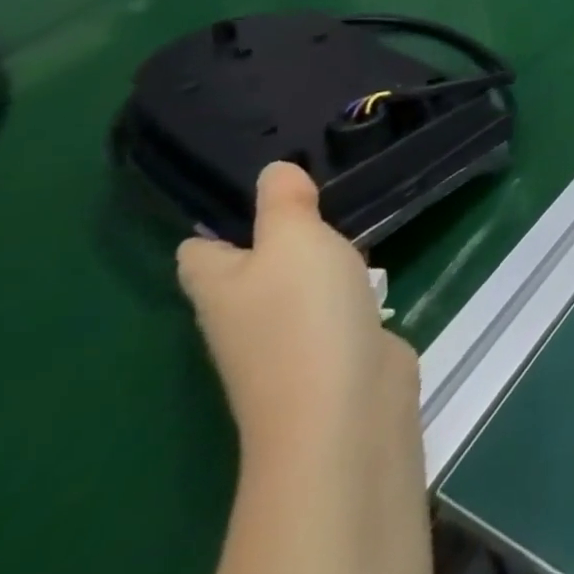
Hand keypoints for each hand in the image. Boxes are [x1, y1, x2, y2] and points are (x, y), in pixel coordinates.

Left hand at [177, 162, 419, 459]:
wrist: (342, 404)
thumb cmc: (304, 312)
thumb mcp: (293, 239)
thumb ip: (283, 202)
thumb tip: (272, 170)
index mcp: (219, 287)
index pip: (199, 249)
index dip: (218, 219)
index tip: (255, 183)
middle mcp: (243, 314)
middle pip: (250, 266)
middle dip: (280, 231)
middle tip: (320, 183)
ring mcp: (287, 336)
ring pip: (296, 282)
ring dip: (319, 256)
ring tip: (354, 211)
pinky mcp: (331, 347)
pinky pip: (333, 302)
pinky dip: (349, 282)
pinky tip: (375, 261)